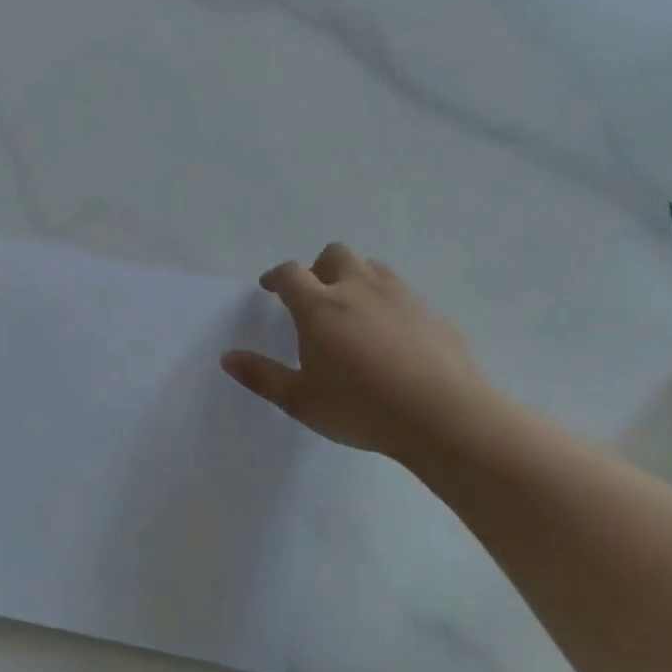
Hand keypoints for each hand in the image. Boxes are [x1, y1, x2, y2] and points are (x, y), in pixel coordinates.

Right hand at [221, 243, 503, 465]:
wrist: (444, 417)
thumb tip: (227, 358)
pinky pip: (403, 294)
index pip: (290, 273)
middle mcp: (358, 289)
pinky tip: (392, 336)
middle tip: (314, 297)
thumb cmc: (361, 408)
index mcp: (320, 306)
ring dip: (356, 278)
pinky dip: (388, 303)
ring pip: (373, 268)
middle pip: (335, 255)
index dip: (276, 276)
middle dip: (319, 268)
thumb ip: (262, 376)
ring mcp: (400, 297)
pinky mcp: (431, 314)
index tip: (269, 288)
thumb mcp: (300, 400)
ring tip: (352, 309)